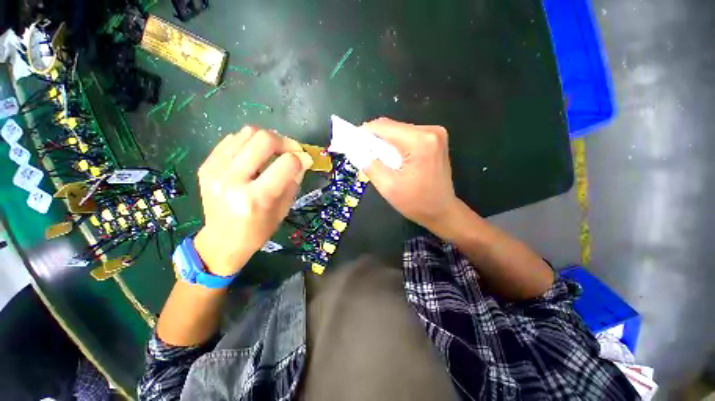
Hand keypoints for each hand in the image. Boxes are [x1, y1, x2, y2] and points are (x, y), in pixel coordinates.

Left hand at [193, 127, 312, 276]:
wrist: (222, 241)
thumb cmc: (258, 231)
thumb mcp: (283, 209)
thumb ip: (294, 181)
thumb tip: (303, 159)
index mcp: (256, 198)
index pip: (286, 164)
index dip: (301, 158)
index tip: (306, 160)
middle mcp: (233, 180)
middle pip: (264, 140)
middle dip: (285, 142)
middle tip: (291, 151)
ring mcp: (215, 171)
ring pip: (247, 133)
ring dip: (267, 140)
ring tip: (273, 152)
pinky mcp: (206, 166)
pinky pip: (232, 139)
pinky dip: (249, 143)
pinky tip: (254, 156)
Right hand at [362, 117, 460, 231]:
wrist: (442, 211)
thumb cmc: (416, 203)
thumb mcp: (388, 186)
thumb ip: (369, 164)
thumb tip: (356, 149)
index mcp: (420, 142)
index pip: (384, 127)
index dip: (365, 133)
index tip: (353, 143)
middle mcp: (431, 131)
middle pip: (393, 127)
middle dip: (375, 139)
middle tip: (365, 155)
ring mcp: (435, 134)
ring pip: (399, 131)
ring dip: (386, 143)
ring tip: (380, 161)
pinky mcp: (435, 140)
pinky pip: (408, 136)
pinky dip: (397, 145)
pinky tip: (394, 160)